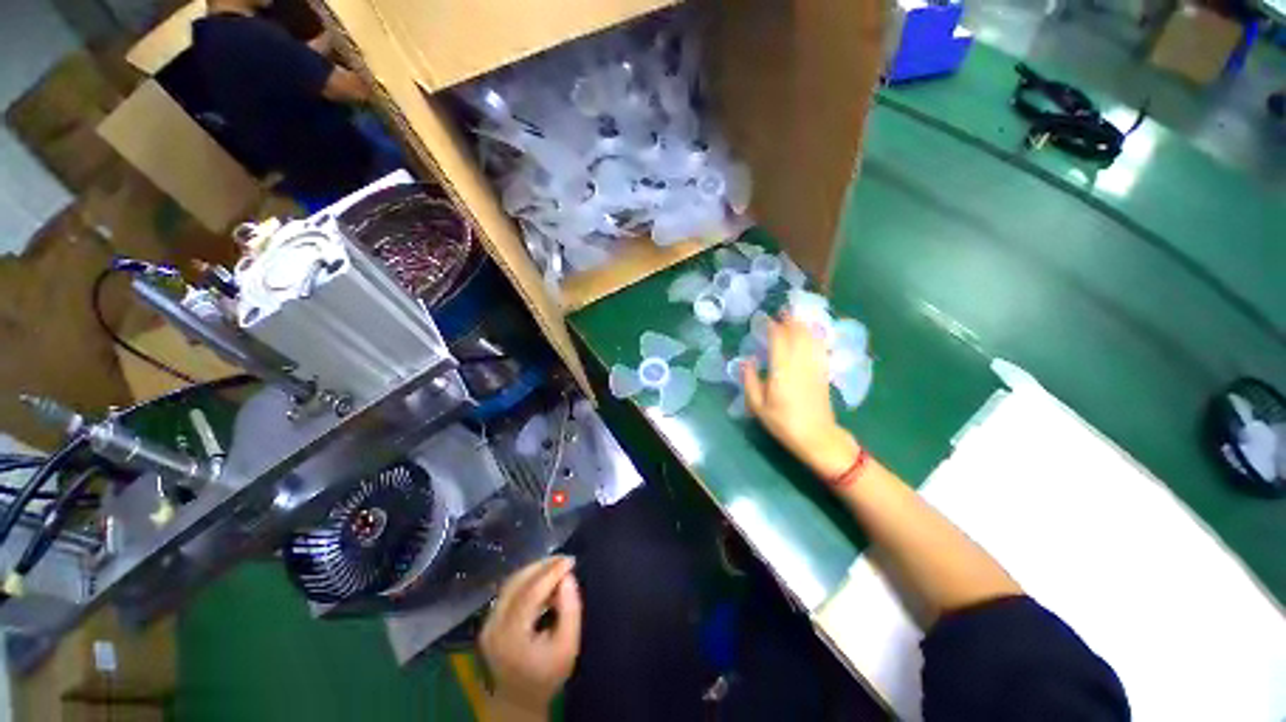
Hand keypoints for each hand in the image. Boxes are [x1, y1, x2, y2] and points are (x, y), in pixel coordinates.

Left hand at [480, 557, 582, 713]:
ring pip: (511, 583)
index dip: (551, 572)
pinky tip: (543, 580)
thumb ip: (570, 610)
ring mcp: (487, 624)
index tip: (571, 560)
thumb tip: (568, 577)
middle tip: (565, 559)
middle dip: (543, 566)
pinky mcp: (488, 622)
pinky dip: (527, 580)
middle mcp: (493, 626)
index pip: (531, 593)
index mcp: (511, 636)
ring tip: (557, 566)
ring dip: (535, 570)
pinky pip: (508, 591)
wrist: (518, 702)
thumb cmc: (547, 676)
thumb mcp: (568, 646)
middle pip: (517, 583)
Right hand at [742, 313, 860, 479]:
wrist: (817, 436)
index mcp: (781, 370)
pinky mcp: (823, 371)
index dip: (773, 326)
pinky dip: (815, 336)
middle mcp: (799, 363)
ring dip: (802, 324)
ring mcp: (814, 366)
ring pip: (810, 338)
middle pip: (797, 334)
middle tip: (781, 311)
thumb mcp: (758, 406)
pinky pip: (819, 347)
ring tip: (795, 316)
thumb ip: (750, 381)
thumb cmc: (783, 423)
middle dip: (789, 320)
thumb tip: (746, 360)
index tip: (766, 319)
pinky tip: (812, 332)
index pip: (779, 340)